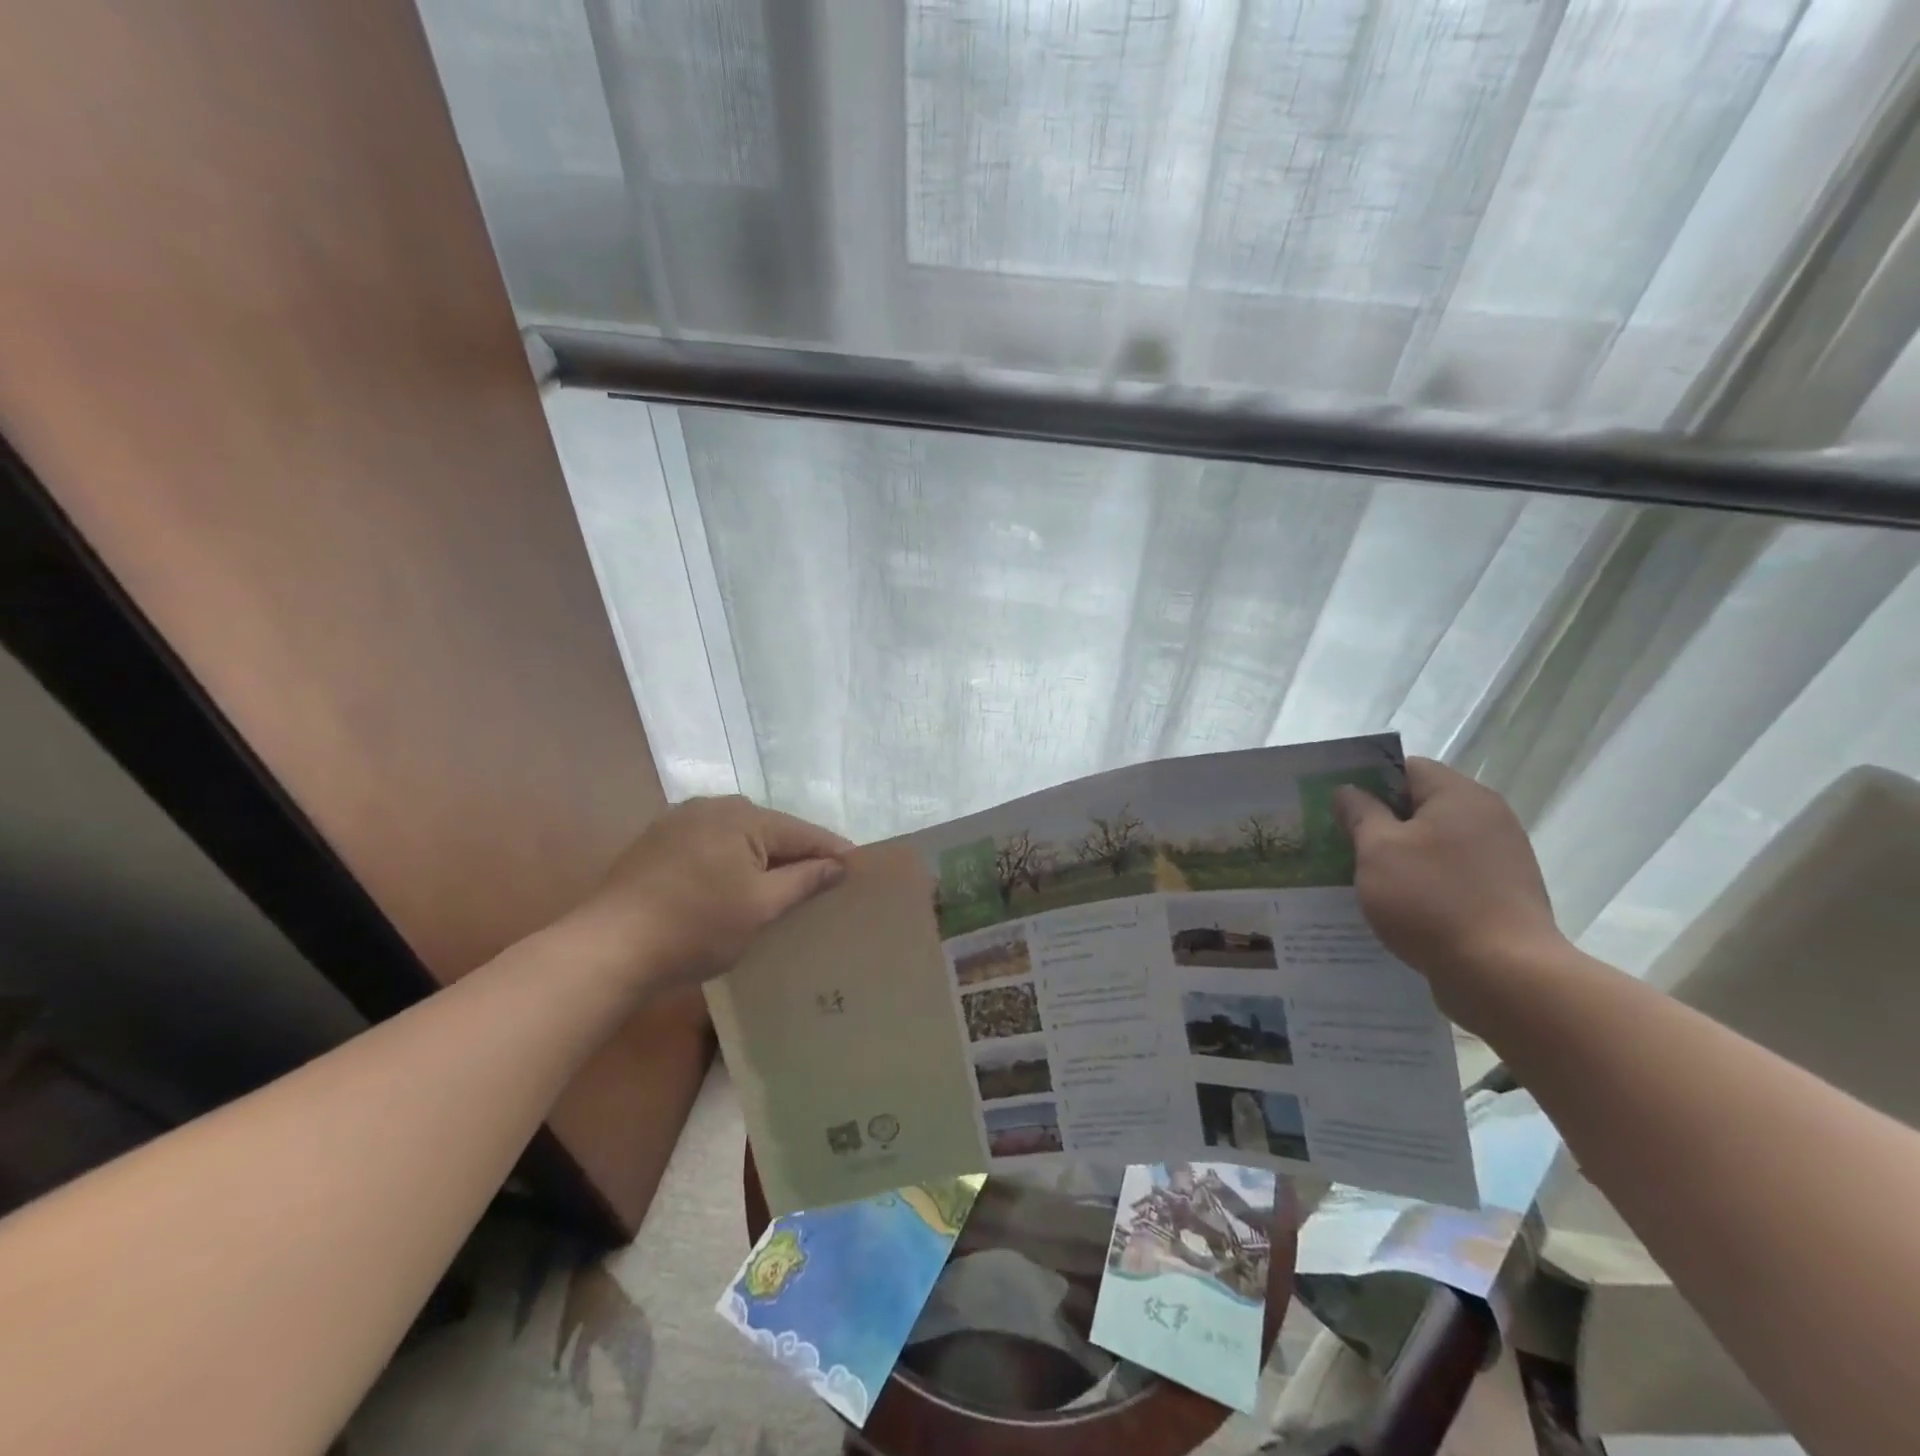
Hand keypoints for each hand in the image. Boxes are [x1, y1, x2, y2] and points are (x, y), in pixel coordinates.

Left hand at [569, 796, 851, 992]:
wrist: (609, 948)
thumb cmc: (696, 927)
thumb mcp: (761, 907)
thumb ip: (804, 880)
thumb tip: (839, 865)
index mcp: (743, 816)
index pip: (803, 832)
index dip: (833, 851)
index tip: (860, 868)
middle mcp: (713, 806)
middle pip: (771, 830)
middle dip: (798, 855)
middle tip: (824, 882)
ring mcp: (681, 820)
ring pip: (740, 837)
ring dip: (763, 859)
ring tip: (784, 885)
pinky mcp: (658, 840)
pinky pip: (712, 845)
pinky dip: (732, 862)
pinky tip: (735, 885)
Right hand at [1334, 759, 1566, 1015]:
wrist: (1505, 975)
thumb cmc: (1432, 900)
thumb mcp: (1378, 850)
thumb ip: (1359, 813)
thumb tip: (1349, 791)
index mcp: (1460, 796)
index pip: (1406, 768)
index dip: (1366, 779)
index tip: (1333, 803)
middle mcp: (1487, 818)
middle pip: (1420, 805)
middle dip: (1376, 820)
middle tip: (1334, 838)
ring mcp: (1499, 859)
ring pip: (1432, 843)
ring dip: (1396, 854)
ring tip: (1355, 874)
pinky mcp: (1500, 895)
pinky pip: (1448, 875)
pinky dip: (1419, 882)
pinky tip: (1391, 904)